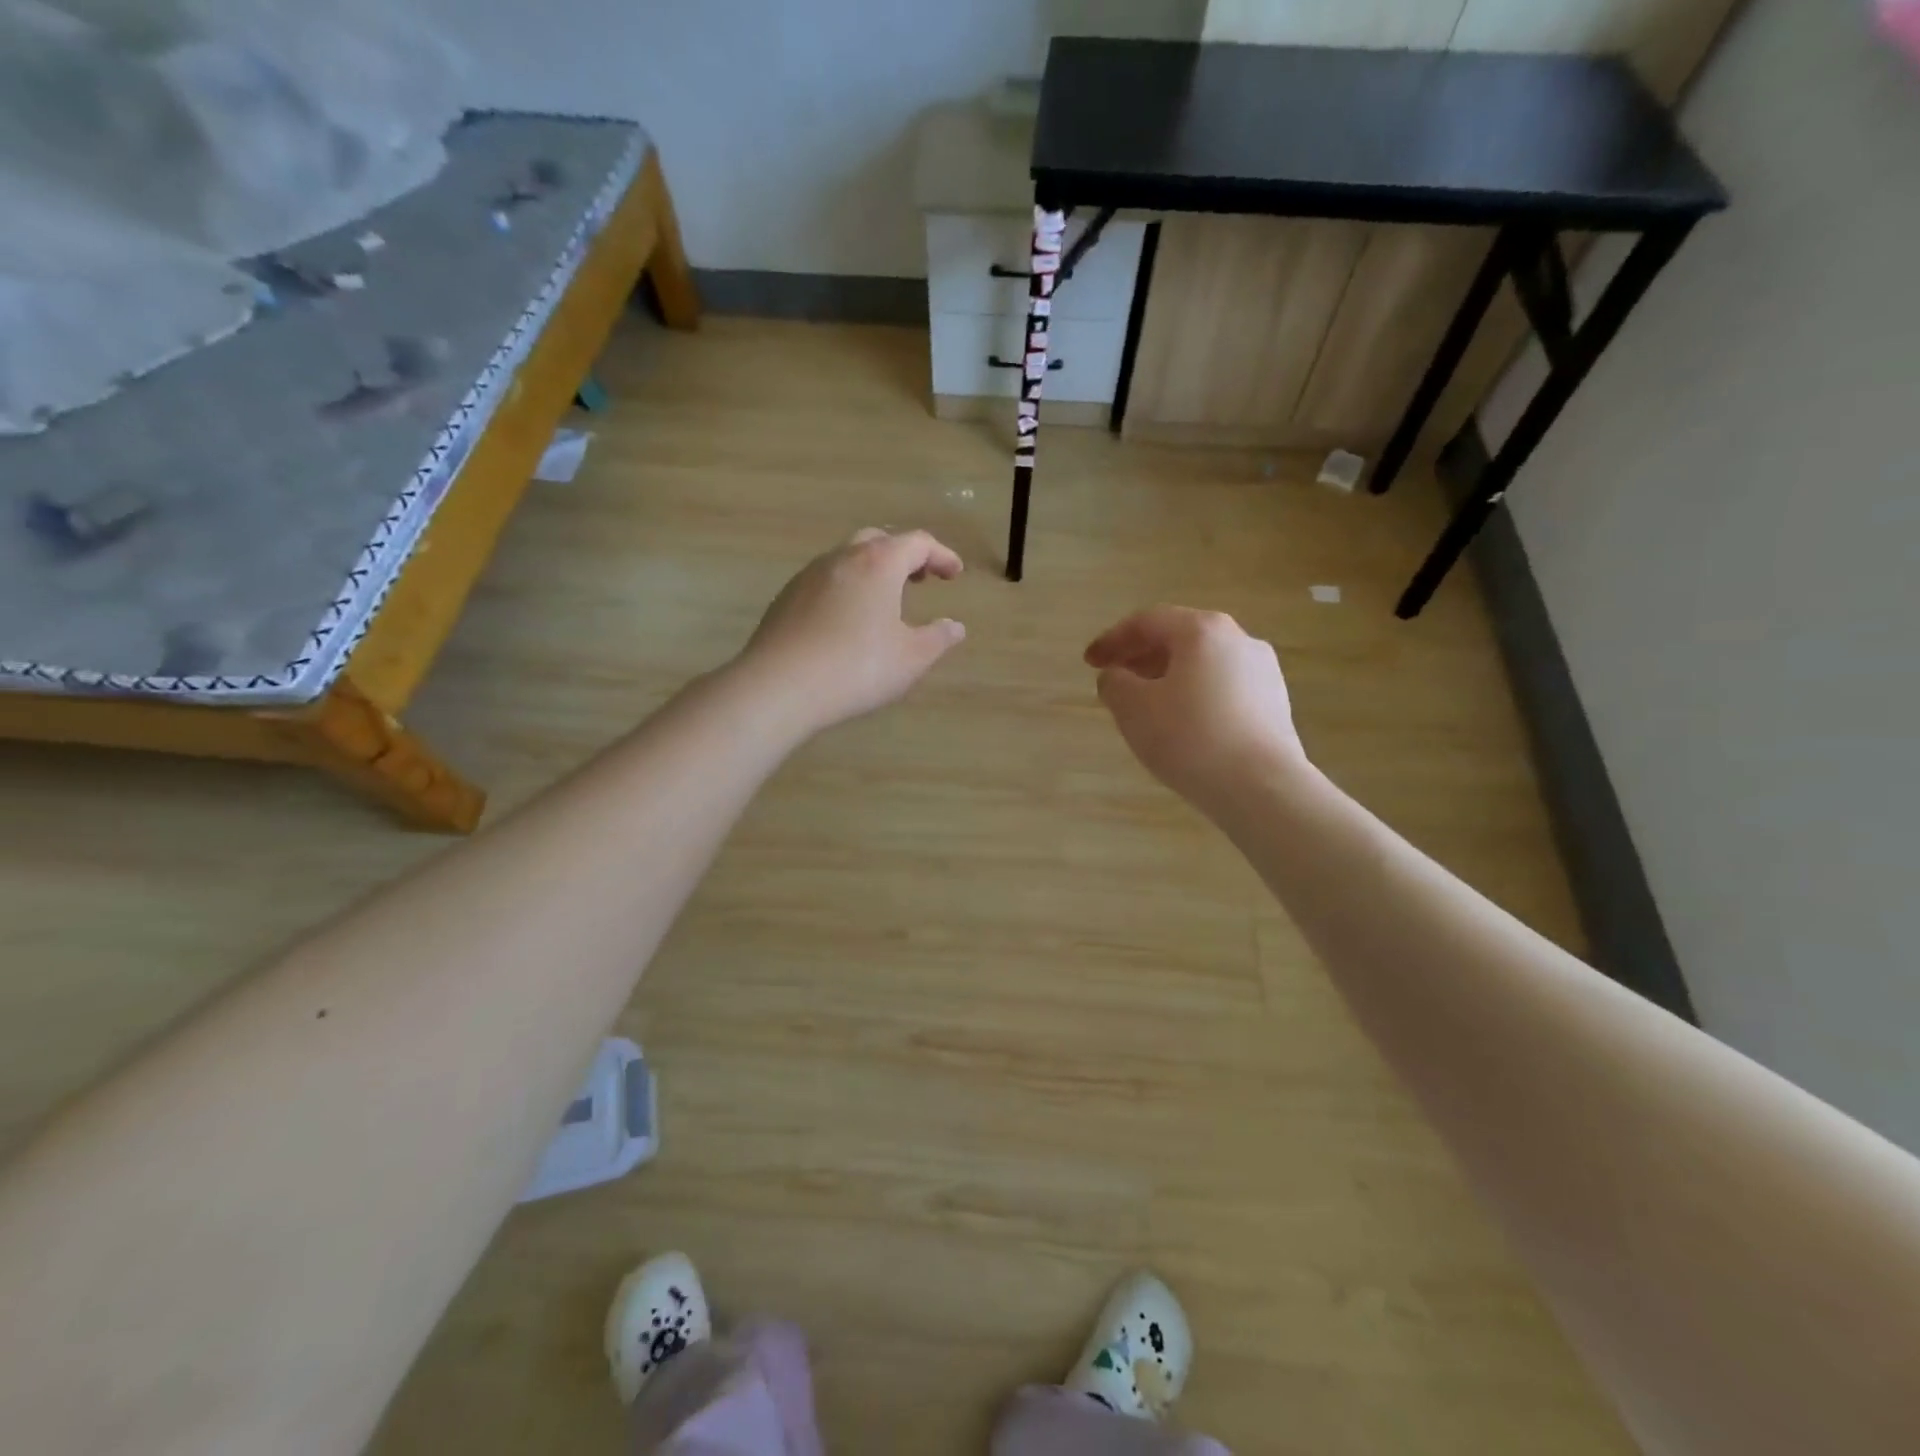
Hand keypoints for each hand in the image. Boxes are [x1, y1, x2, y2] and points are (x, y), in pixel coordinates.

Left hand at [738, 529, 966, 736]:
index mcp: (878, 563)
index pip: (917, 543)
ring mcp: (808, 576)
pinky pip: (825, 581)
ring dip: (872, 571)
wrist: (779, 686)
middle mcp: (841, 558)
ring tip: (885, 601)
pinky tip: (848, 621)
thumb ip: (938, 639)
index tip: (955, 574)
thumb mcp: (911, 659)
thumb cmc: (857, 668)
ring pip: (847, 559)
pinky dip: (847, 588)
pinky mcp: (785, 598)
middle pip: (878, 541)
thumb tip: (954, 627)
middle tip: (920, 579)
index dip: (941, 555)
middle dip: (904, 555)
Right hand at [1085, 607, 1305, 811]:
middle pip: (1180, 638)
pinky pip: (1223, 688)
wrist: (1262, 787)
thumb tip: (1116, 676)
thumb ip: (1114, 683)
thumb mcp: (1133, 709)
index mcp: (1202, 630)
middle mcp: (1238, 639)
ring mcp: (1263, 671)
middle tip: (1115, 679)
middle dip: (1141, 656)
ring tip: (1146, 705)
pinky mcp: (1274, 704)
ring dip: (1169, 677)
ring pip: (1203, 664)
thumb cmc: (1190, 738)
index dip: (1112, 640)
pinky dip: (1195, 695)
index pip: (1147, 621)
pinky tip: (1182, 724)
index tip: (1089, 663)